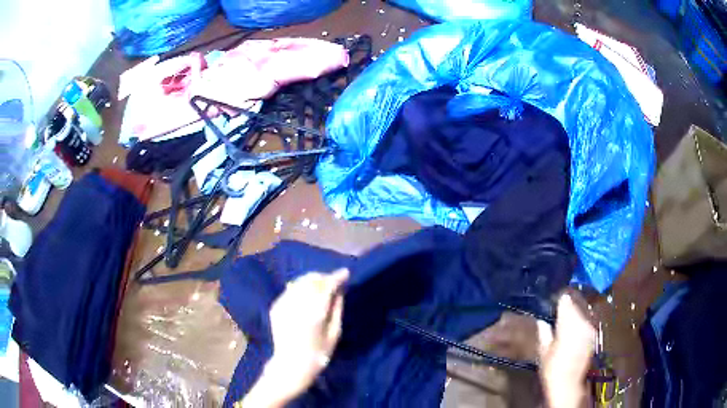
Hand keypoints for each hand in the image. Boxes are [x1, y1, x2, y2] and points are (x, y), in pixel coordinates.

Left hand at [239, 269, 348, 406]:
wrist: (291, 364)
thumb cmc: (319, 352)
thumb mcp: (335, 332)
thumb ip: (337, 308)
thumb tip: (339, 290)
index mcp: (314, 312)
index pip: (327, 285)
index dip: (337, 277)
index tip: (345, 273)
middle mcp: (297, 304)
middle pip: (311, 280)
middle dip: (323, 277)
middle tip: (333, 281)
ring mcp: (283, 304)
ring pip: (299, 282)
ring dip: (311, 280)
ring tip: (320, 285)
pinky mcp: (275, 307)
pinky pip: (290, 290)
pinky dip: (300, 288)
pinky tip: (306, 294)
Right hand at [537, 294, 594, 407]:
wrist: (568, 384)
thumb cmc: (552, 369)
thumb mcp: (543, 351)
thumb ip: (544, 333)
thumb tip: (541, 321)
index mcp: (568, 323)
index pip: (566, 299)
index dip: (559, 297)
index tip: (552, 298)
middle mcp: (582, 322)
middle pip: (577, 302)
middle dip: (568, 301)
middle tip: (558, 304)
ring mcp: (590, 328)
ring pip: (583, 310)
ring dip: (576, 309)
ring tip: (566, 313)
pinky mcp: (594, 335)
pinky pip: (587, 320)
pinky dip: (581, 319)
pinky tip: (574, 326)